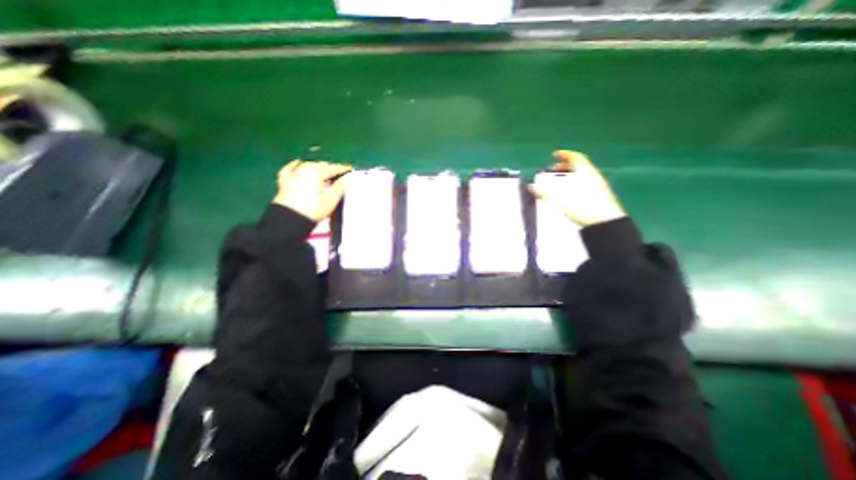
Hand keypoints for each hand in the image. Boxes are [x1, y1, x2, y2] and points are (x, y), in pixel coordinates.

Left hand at [277, 160, 352, 219]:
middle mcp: (304, 170)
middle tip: (339, 172)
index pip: (332, 168)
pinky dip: (296, 165)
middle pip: (320, 165)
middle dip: (330, 167)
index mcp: (317, 174)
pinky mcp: (284, 180)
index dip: (342, 169)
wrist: (288, 219)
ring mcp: (293, 174)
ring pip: (307, 165)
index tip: (350, 169)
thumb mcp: (330, 201)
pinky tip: (298, 163)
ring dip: (317, 166)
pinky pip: (290, 168)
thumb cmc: (313, 210)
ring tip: (324, 170)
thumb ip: (339, 188)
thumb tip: (346, 179)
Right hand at [530, 150, 623, 227]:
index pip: (575, 157)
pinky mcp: (598, 196)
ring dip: (569, 176)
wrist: (605, 223)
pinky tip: (568, 194)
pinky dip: (574, 185)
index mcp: (585, 172)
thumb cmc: (584, 206)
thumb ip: (545, 192)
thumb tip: (531, 187)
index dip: (565, 154)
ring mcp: (597, 186)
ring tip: (559, 183)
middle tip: (554, 170)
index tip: (555, 155)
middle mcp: (592, 176)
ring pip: (582, 176)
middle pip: (579, 166)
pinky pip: (584, 185)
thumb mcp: (560, 199)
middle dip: (565, 166)